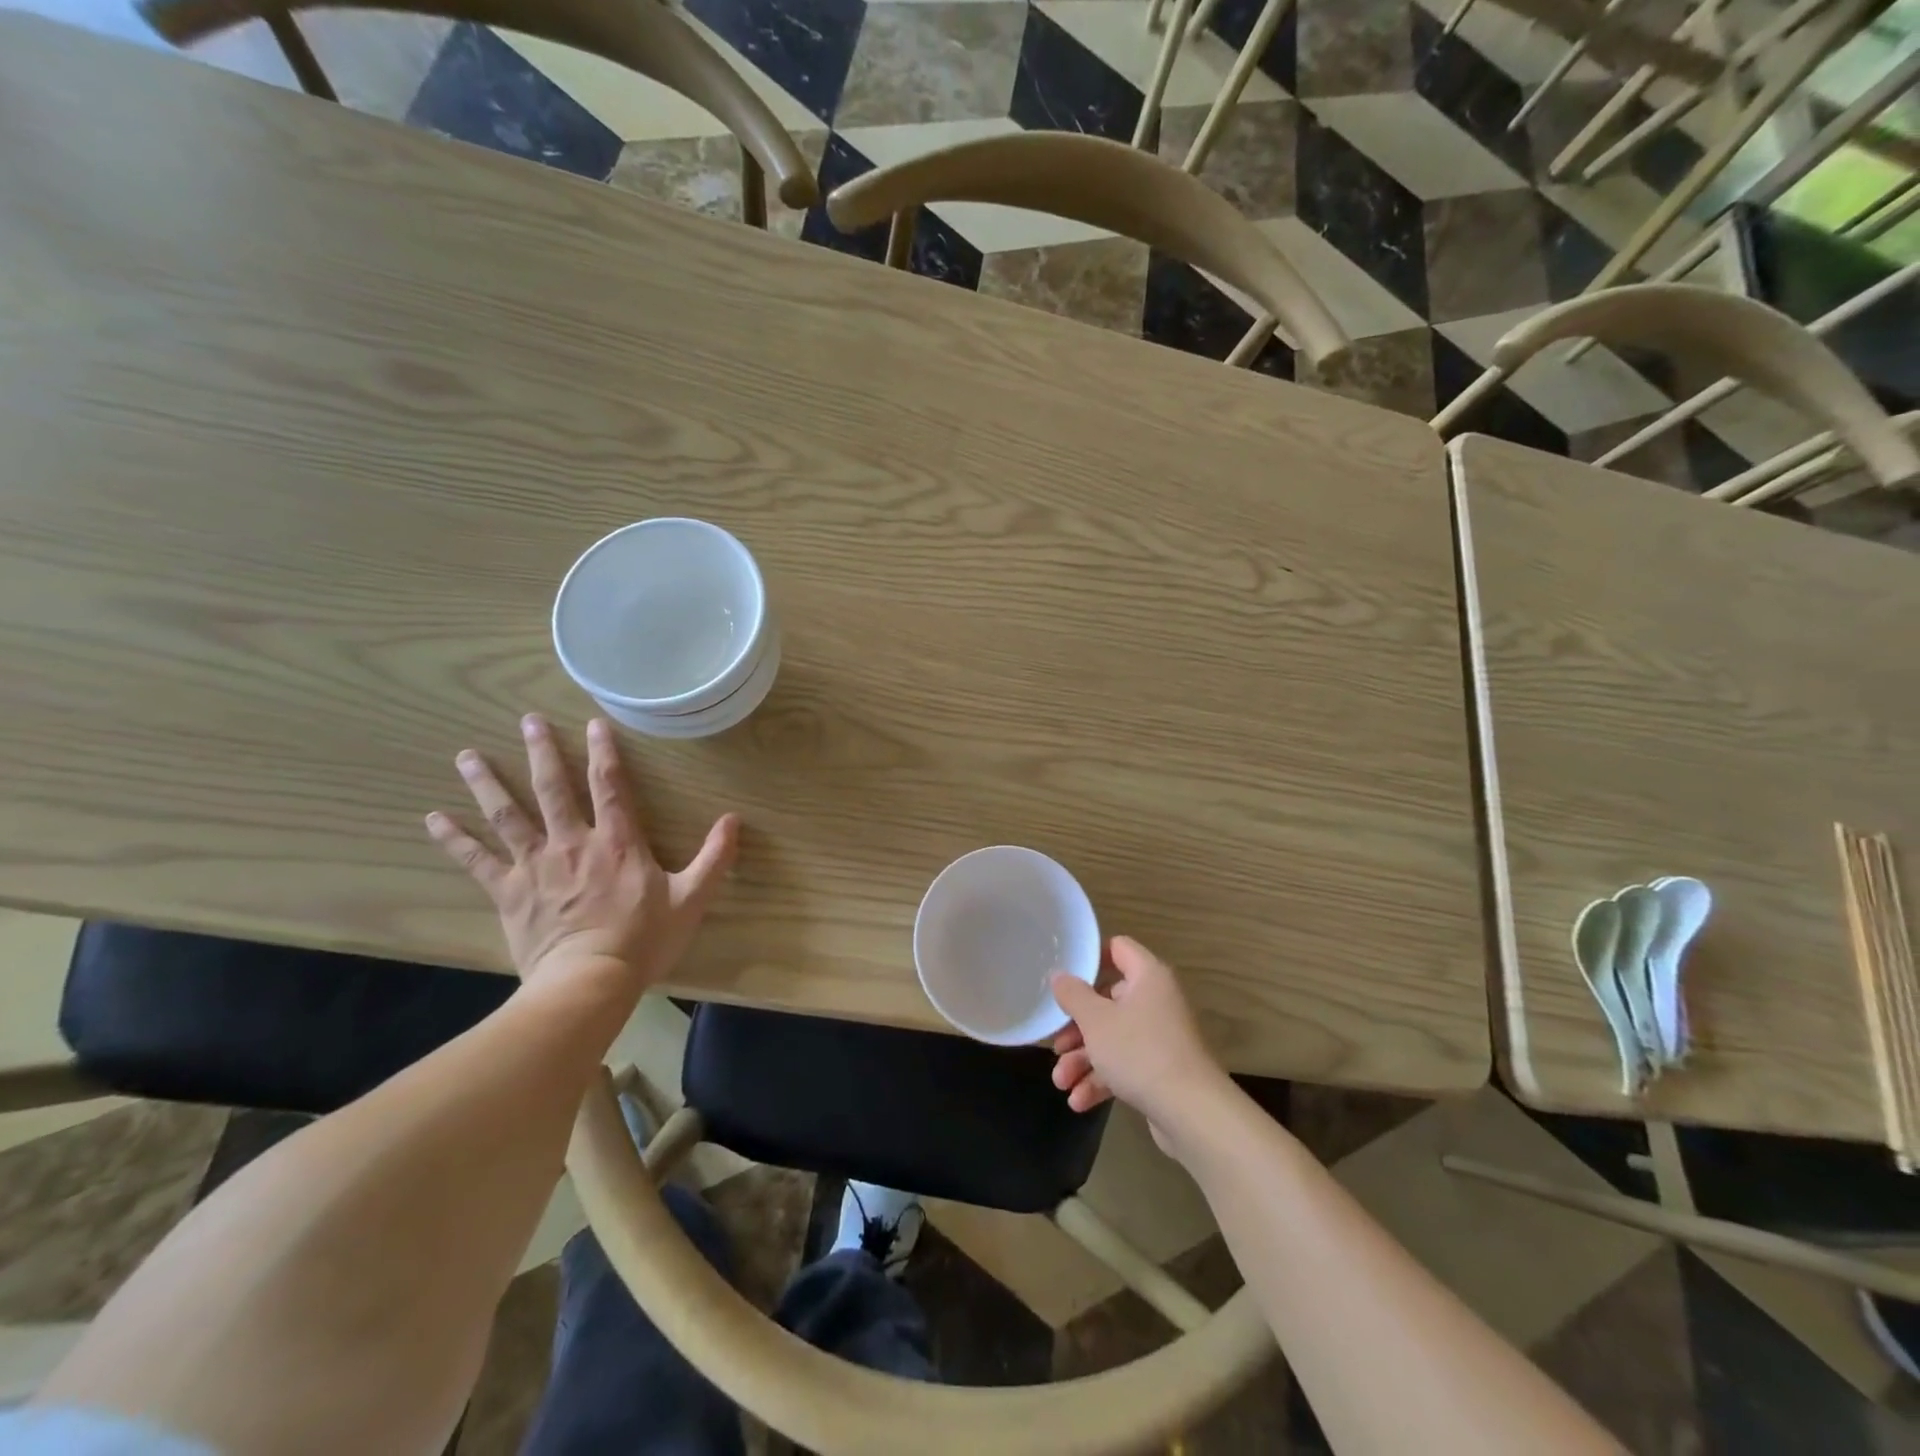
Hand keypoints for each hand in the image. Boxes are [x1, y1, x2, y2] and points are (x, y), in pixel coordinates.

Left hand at [426, 714, 738, 995]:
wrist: (588, 982)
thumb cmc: (643, 940)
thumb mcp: (692, 898)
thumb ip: (715, 857)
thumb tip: (734, 820)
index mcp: (618, 842)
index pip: (610, 785)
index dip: (604, 751)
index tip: (593, 722)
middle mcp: (573, 843)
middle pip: (553, 788)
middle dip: (541, 752)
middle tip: (528, 721)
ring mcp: (536, 865)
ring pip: (508, 815)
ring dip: (487, 783)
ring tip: (467, 755)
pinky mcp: (509, 891)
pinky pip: (477, 860)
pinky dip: (455, 839)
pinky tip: (434, 819)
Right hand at [1050, 937, 1222, 1142]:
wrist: (1192, 1113)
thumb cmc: (1140, 1052)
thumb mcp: (1096, 1020)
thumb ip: (1073, 995)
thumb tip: (1059, 975)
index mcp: (1148, 977)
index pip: (1118, 948)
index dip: (1091, 958)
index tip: (1064, 978)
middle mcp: (1157, 1001)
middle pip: (1108, 1001)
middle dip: (1077, 1029)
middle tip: (1056, 1046)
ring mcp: (1161, 1037)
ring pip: (1113, 1039)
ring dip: (1083, 1060)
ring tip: (1061, 1083)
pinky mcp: (1161, 1070)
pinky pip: (1125, 1066)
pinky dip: (1102, 1080)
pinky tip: (1079, 1101)